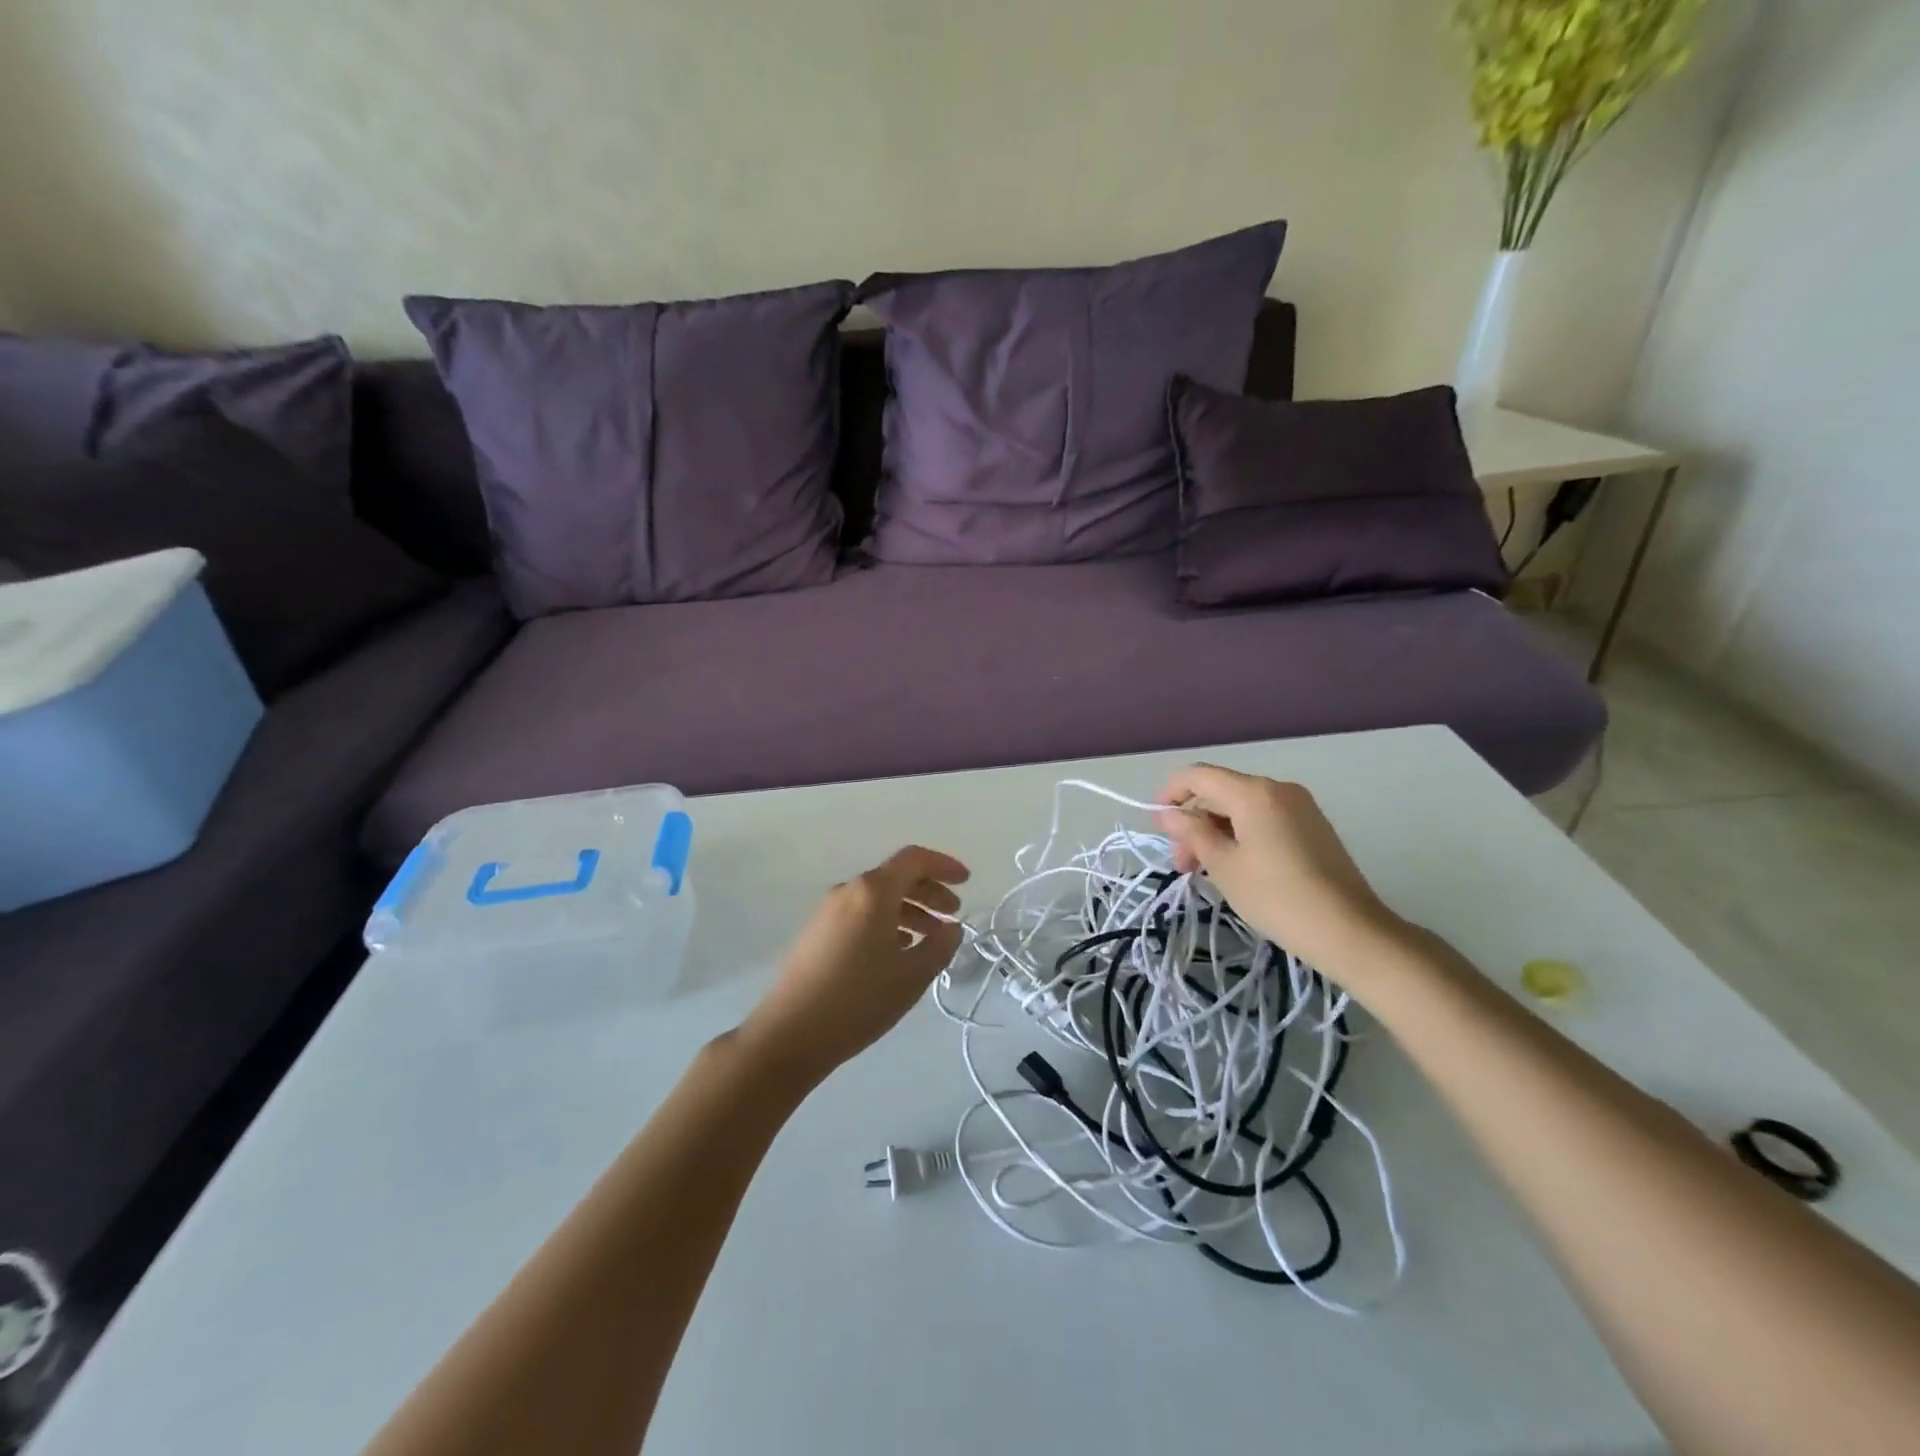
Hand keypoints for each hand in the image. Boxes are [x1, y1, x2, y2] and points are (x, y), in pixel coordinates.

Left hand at [738, 846, 970, 1087]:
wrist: (790, 1033)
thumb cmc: (859, 1000)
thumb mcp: (912, 976)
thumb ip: (940, 946)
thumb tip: (951, 928)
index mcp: (873, 891)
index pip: (914, 859)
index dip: (944, 865)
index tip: (966, 881)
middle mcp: (849, 890)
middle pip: (896, 877)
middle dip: (929, 891)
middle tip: (953, 914)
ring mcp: (828, 911)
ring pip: (878, 898)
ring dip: (909, 910)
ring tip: (930, 939)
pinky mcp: (817, 933)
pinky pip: (861, 914)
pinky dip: (887, 922)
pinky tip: (897, 951)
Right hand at [1155, 765, 1402, 988]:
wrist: (1350, 931)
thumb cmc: (1276, 897)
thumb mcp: (1224, 866)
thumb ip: (1193, 833)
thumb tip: (1169, 814)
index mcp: (1254, 792)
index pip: (1198, 775)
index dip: (1170, 794)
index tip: (1157, 825)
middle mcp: (1278, 789)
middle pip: (1221, 792)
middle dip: (1194, 821)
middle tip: (1182, 863)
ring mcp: (1300, 807)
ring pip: (1242, 808)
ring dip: (1216, 832)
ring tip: (1205, 871)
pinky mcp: (1313, 827)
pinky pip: (1264, 819)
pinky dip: (1241, 835)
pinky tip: (1235, 868)